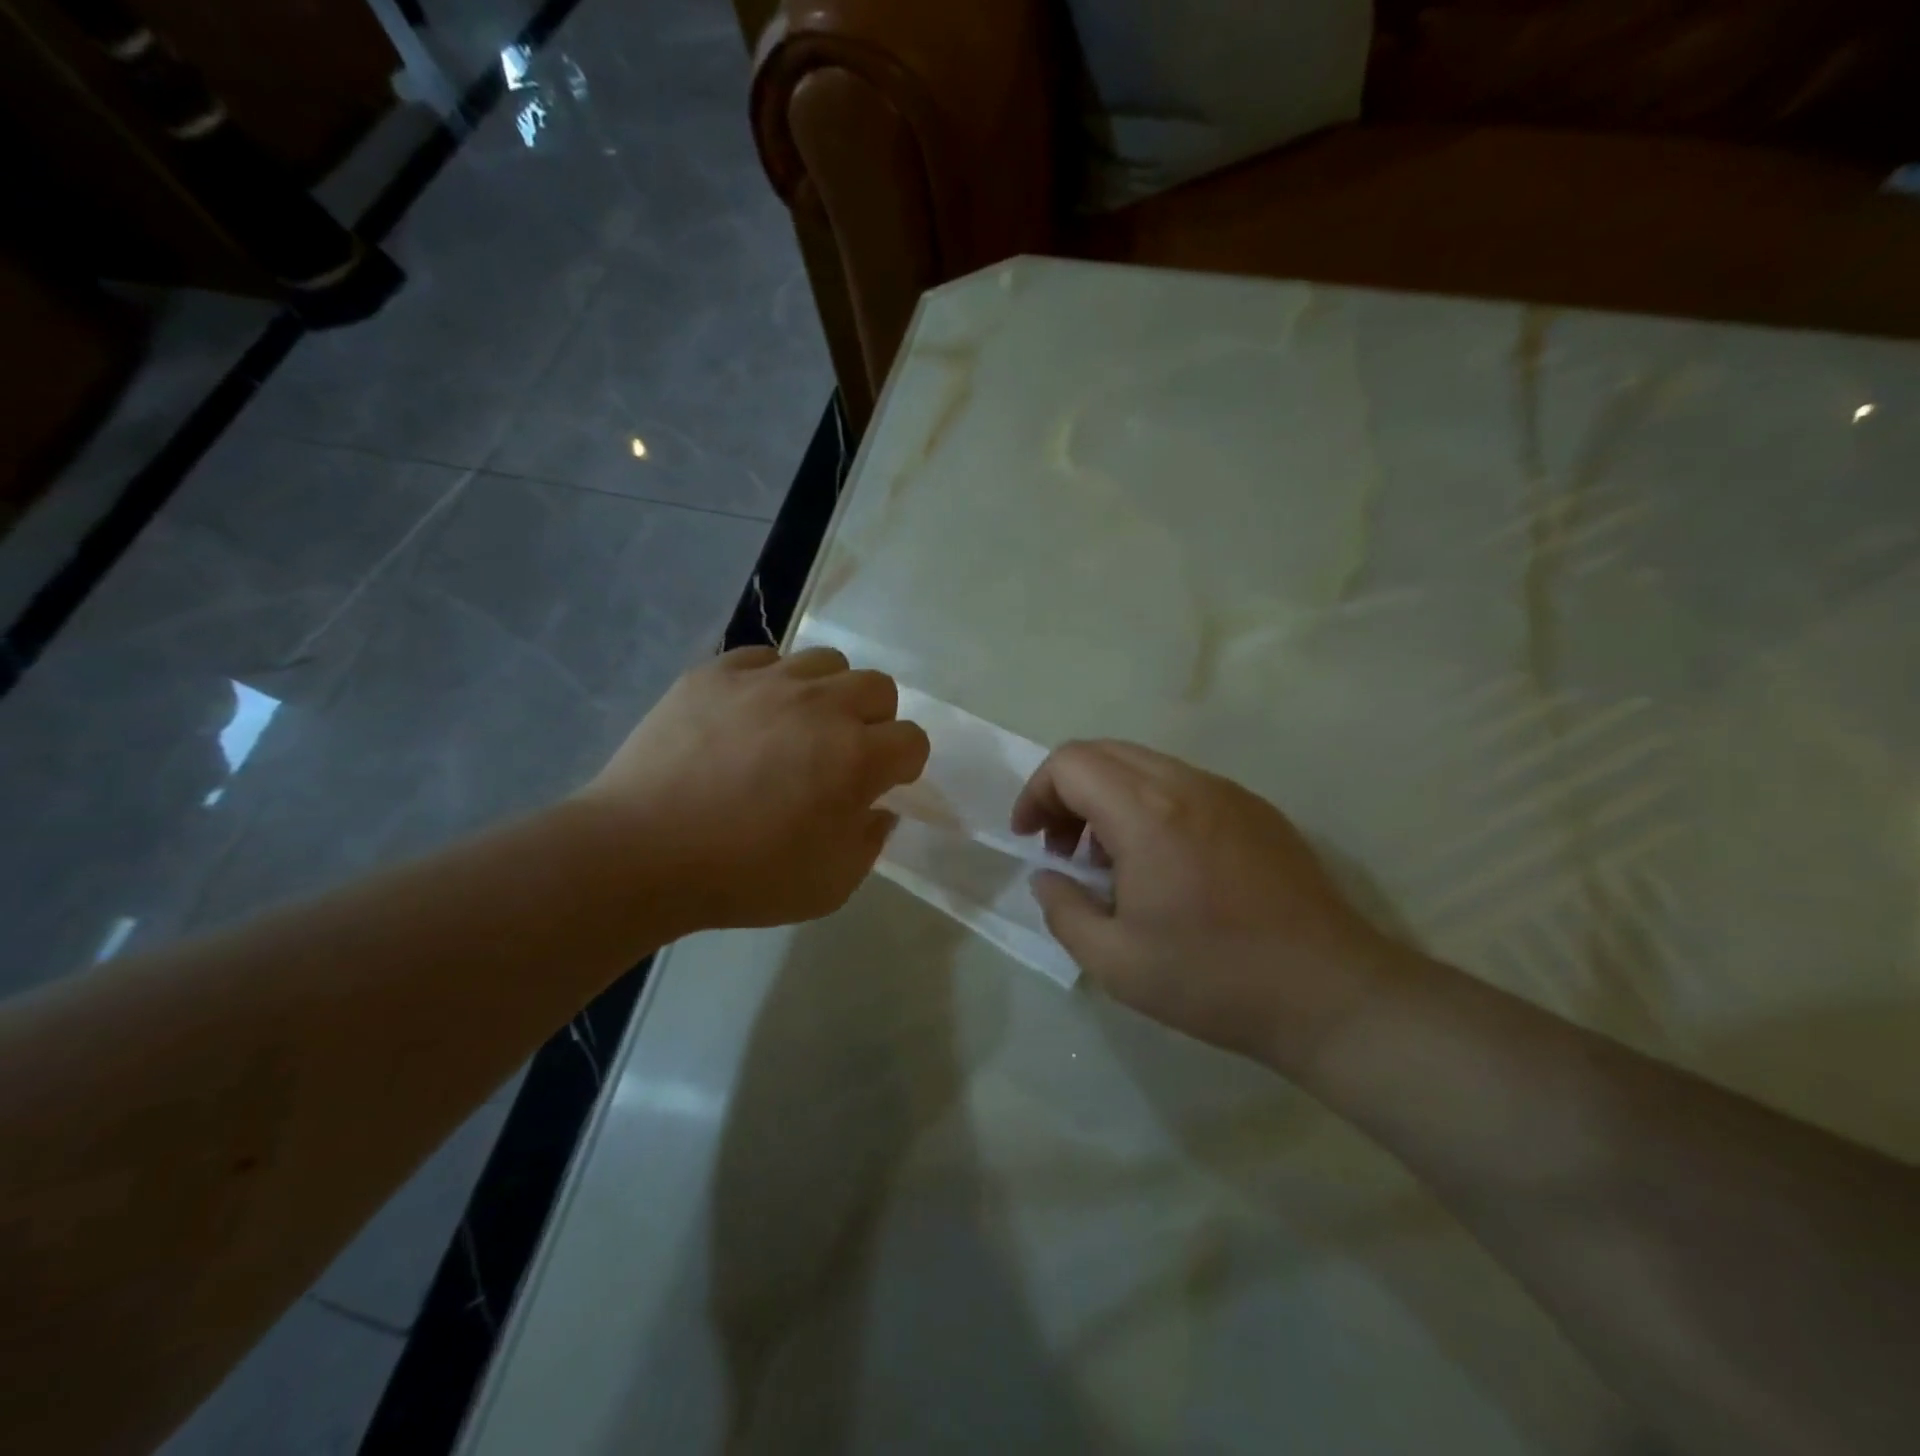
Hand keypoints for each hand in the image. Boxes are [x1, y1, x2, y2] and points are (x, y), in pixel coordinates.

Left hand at [578, 646, 929, 932]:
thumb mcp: (830, 885)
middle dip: (875, 719)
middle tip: (844, 752)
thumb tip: (878, 810)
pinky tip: (750, 712)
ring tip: (799, 724)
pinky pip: (764, 657)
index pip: (912, 739)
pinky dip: (770, 681)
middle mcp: (822, 705)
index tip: (882, 784)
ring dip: (828, 692)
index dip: (905, 764)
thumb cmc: (744, 877)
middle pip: (878, 687)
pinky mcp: (716, 673)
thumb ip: (869, 843)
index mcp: (857, 757)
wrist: (642, 852)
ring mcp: (767, 682)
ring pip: (825, 661)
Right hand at [1011, 740, 1402, 1070]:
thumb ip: (1063, 910)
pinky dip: (1150, 805)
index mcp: (1146, 812)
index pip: (1070, 763)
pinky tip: (1163, 864)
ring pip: (1144, 765)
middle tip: (1063, 850)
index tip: (1031, 840)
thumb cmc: (1212, 978)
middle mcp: (1186, 784)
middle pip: (1104, 753)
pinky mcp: (1256, 809)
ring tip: (1112, 862)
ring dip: (1109, 799)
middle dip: (1067, 793)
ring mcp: (1227, 792)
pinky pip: (1183, 785)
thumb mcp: (1114, 961)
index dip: (1036, 794)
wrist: (1329, 993)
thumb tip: (1049, 878)